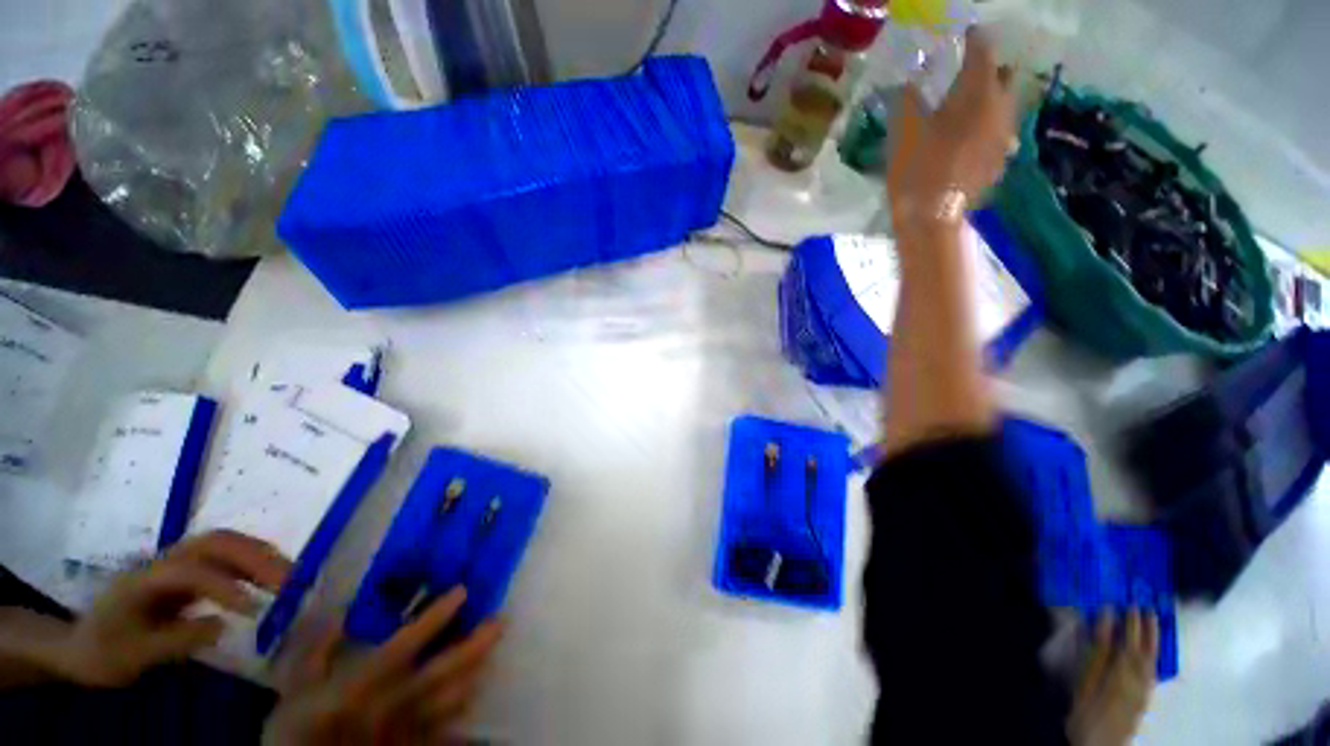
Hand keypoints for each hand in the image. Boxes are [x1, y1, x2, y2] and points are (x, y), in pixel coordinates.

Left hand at [52, 530, 290, 686]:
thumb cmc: (103, 653)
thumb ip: (174, 640)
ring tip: (288, 577)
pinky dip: (253, 562)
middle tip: (289, 580)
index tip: (254, 610)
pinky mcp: (186, 571)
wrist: (80, 645)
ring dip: (260, 556)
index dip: (224, 585)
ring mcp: (175, 563)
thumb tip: (222, 625)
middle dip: (255, 557)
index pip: (189, 570)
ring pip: (224, 543)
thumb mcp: (131, 658)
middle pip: (214, 542)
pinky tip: (267, 579)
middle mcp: (163, 561)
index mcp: (144, 580)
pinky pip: (225, 557)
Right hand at [264, 587, 503, 744]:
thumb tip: (341, 614)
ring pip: (454, 698)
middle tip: (500, 620)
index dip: (439, 614)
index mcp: (364, 684)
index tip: (463, 590)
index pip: (410, 642)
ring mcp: (408, 730)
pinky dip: (462, 710)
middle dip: (477, 643)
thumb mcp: (293, 692)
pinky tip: (473, 692)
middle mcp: (394, 703)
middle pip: (446, 670)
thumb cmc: (296, 736)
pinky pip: (447, 730)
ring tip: (491, 649)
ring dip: (476, 671)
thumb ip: (316, 651)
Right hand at [887, 29, 1017, 238]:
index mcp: (978, 92)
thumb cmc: (916, 169)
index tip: (965, 35)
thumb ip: (908, 98)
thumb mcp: (903, 130)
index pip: (983, 51)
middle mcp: (1001, 107)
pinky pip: (1000, 132)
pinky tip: (970, 139)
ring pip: (1005, 105)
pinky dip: (987, 127)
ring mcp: (1005, 135)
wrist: (931, 217)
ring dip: (990, 100)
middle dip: (989, 70)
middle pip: (1004, 75)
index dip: (974, 40)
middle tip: (967, 75)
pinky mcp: (1000, 160)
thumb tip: (911, 82)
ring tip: (968, 108)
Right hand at [1067, 609, 1159, 745]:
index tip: (1122, 604)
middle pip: (1143, 648)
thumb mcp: (1085, 683)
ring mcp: (1144, 689)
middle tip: (1142, 605)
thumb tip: (1103, 622)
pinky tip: (1153, 651)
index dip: (1126, 624)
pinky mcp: (1145, 698)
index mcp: (1120, 672)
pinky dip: (1155, 656)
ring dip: (1153, 639)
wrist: (1100, 745)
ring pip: (1152, 658)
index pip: (1126, 642)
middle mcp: (1137, 678)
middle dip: (1143, 628)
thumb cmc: (1086, 712)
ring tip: (1152, 621)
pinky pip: (1153, 670)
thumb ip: (1096, 652)